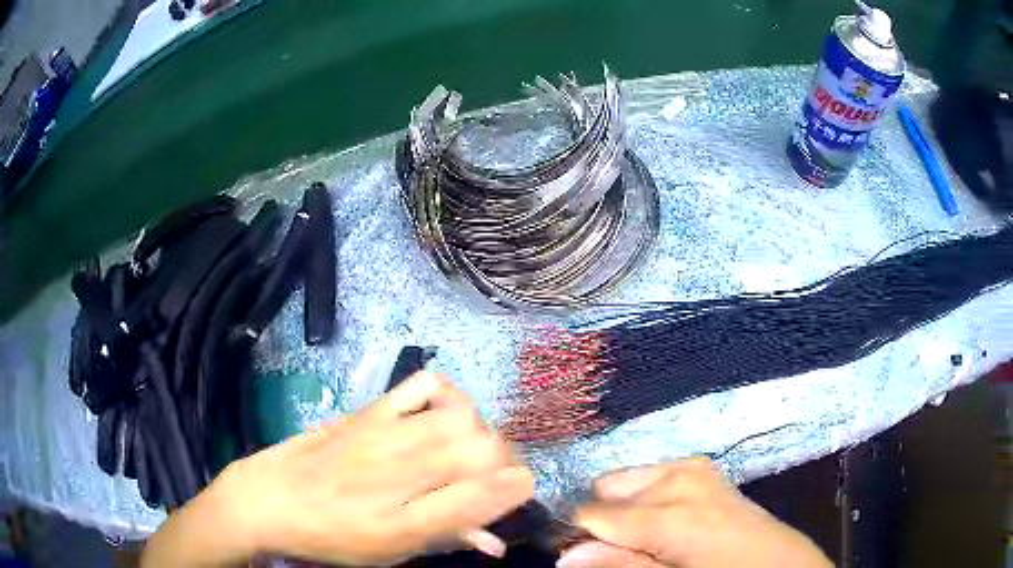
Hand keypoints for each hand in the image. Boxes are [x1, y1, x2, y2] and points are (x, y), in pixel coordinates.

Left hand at [142, 372, 534, 566]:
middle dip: (505, 460)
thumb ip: (446, 540)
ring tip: (470, 446)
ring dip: (481, 431)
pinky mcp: (368, 411)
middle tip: (493, 473)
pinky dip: (447, 394)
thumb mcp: (389, 553)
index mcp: (405, 524)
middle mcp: (399, 477)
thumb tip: (496, 541)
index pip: (483, 497)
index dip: (515, 489)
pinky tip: (443, 412)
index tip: (520, 489)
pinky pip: (423, 386)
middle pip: (482, 450)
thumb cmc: (331, 538)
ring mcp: (382, 437)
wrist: (269, 500)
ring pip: (461, 418)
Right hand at [558, 458, 831, 567]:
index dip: (581, 535)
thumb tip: (565, 555)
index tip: (581, 553)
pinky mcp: (701, 466)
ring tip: (649, 536)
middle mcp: (677, 476)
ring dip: (625, 508)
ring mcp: (692, 466)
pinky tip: (667, 520)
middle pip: (606, 489)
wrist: (774, 562)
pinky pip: (652, 474)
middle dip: (605, 519)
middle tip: (627, 549)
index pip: (592, 513)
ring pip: (627, 478)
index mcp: (669, 513)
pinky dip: (647, 496)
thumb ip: (619, 565)